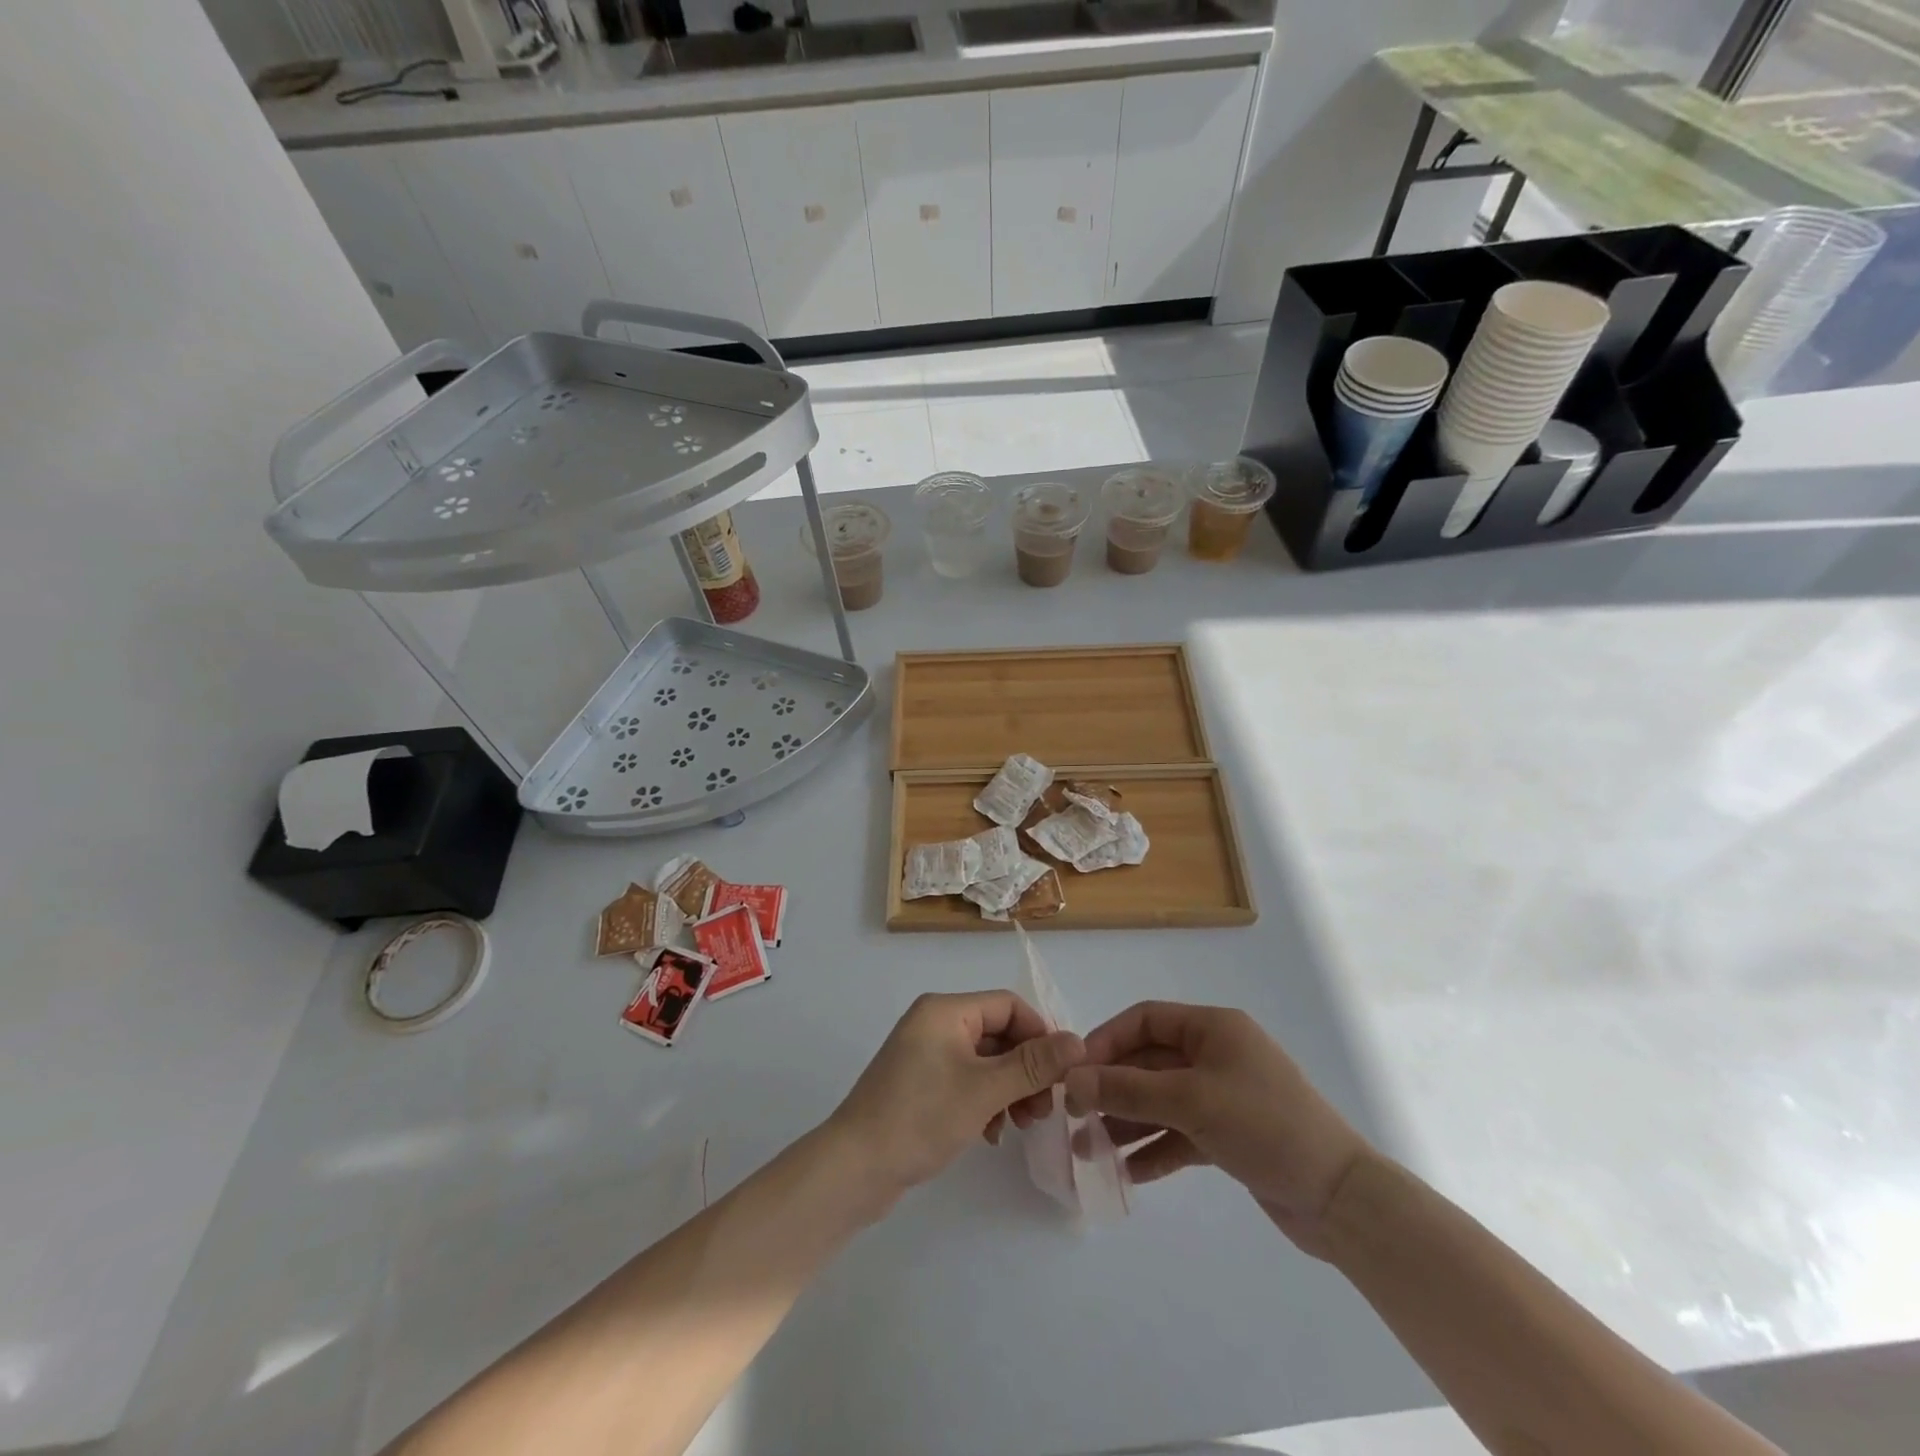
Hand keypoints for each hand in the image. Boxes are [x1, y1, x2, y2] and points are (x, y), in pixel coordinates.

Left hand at [828, 991, 1084, 1206]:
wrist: (854, 1169)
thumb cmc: (920, 1117)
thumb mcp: (984, 1090)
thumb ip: (1033, 1064)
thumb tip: (1078, 1041)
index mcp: (945, 1010)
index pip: (1008, 1005)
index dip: (1040, 1035)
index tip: (1061, 1076)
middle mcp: (934, 1023)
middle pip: (998, 1033)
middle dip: (1026, 1069)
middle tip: (1043, 1111)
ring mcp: (925, 1055)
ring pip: (985, 1061)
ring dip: (1010, 1089)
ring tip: (1021, 1125)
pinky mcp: (920, 1084)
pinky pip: (966, 1081)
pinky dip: (986, 1102)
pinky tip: (992, 1134)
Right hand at [1063, 1002, 1371, 1256]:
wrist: (1341, 1199)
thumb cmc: (1264, 1126)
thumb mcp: (1190, 1102)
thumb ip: (1128, 1090)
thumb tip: (1072, 1081)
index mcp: (1213, 1028)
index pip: (1145, 1020)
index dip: (1107, 1041)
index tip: (1074, 1072)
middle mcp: (1216, 1055)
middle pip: (1150, 1062)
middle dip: (1112, 1089)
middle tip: (1075, 1117)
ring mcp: (1224, 1096)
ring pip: (1161, 1101)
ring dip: (1127, 1122)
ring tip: (1090, 1151)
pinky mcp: (1230, 1135)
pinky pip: (1180, 1133)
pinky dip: (1155, 1148)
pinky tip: (1128, 1173)